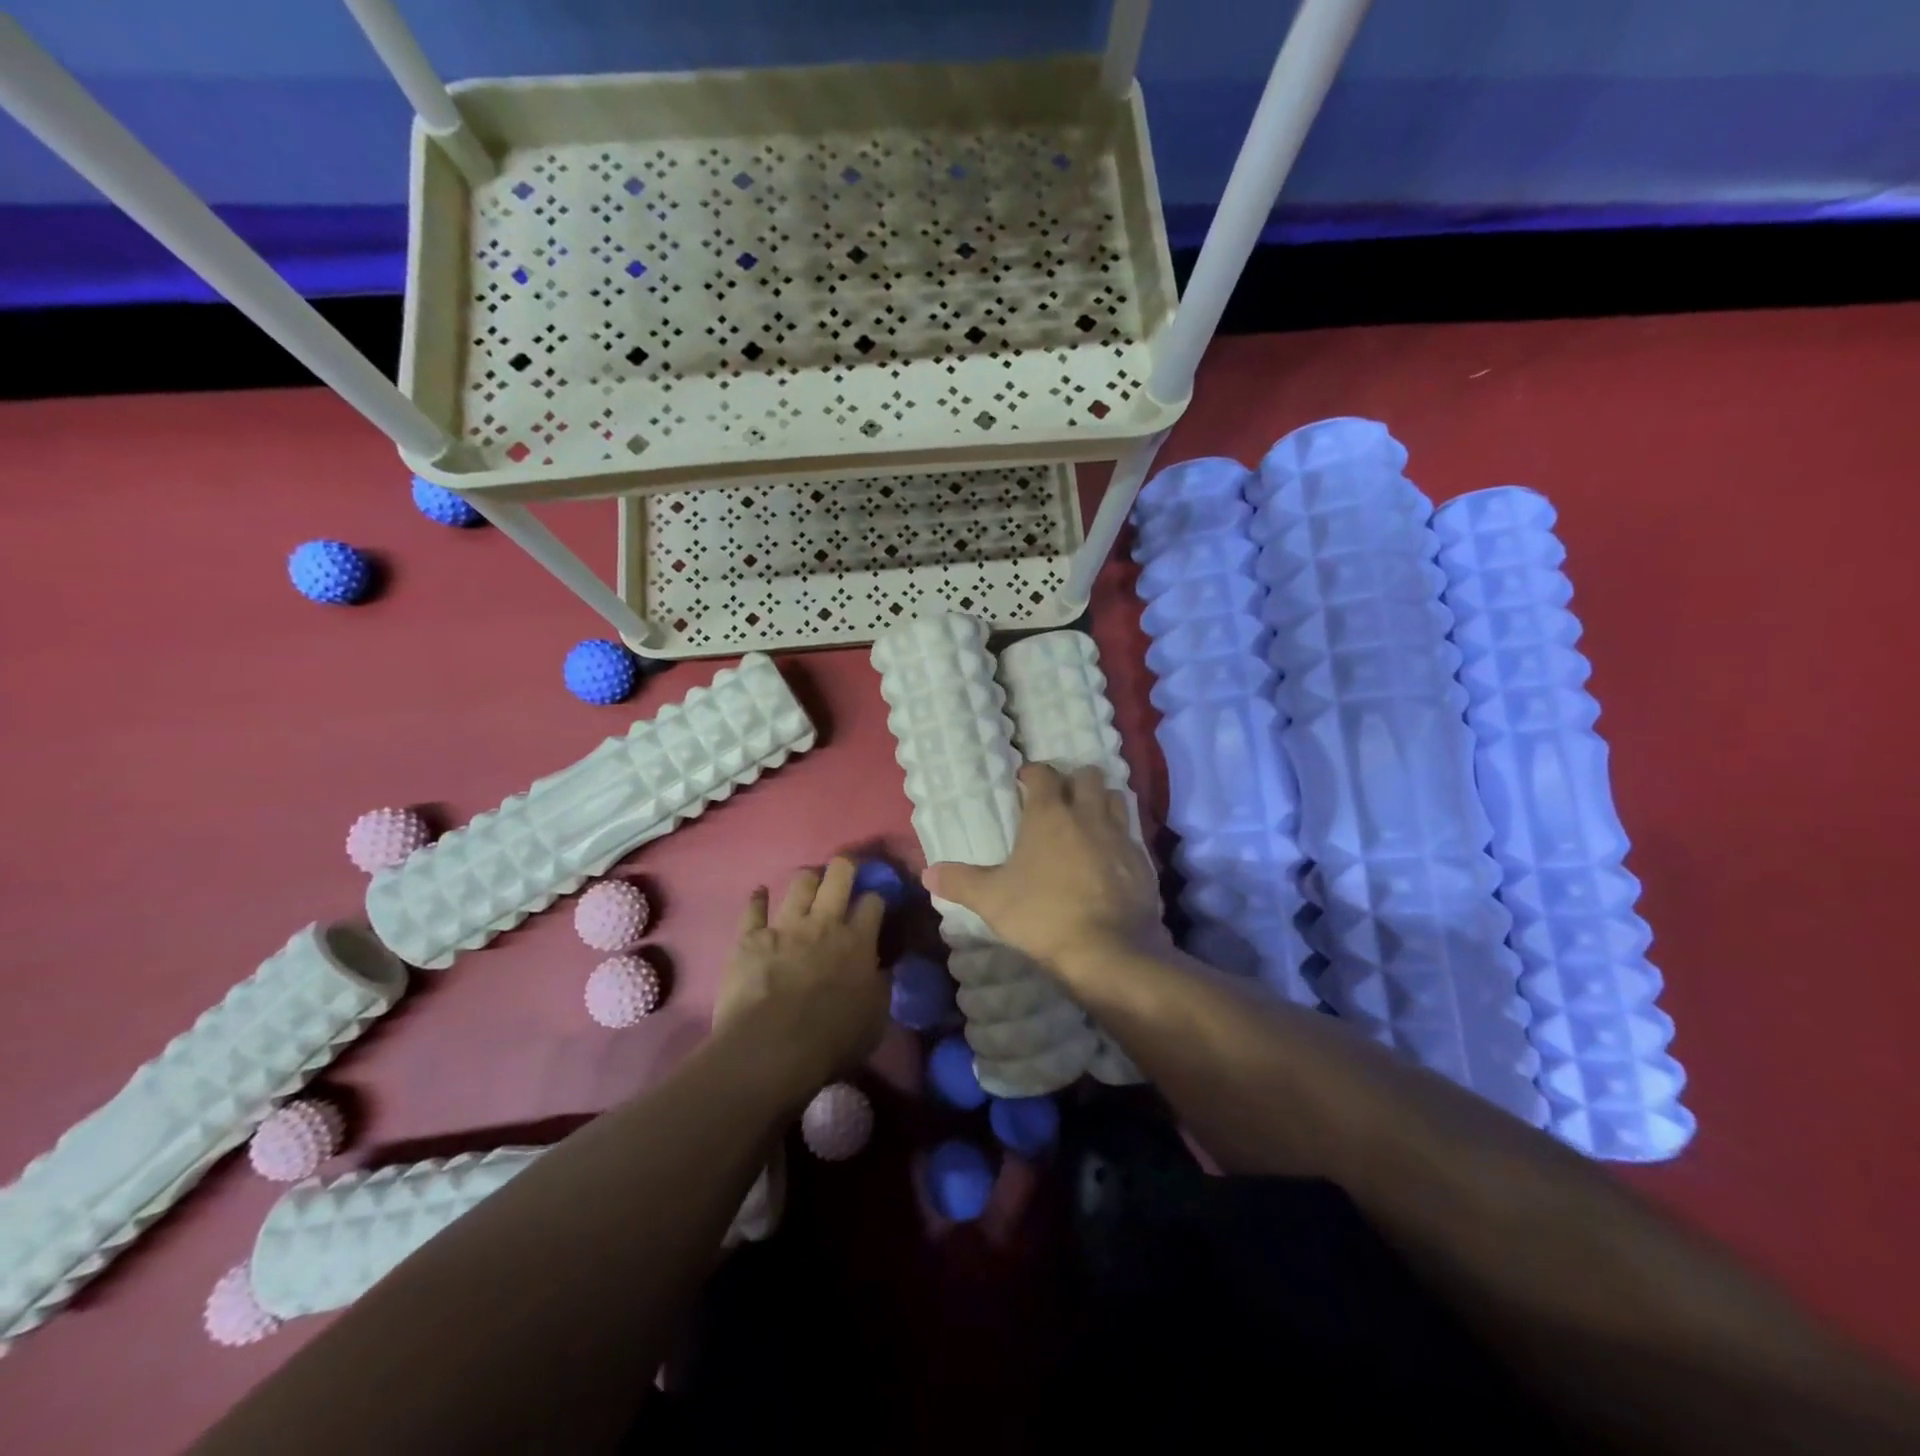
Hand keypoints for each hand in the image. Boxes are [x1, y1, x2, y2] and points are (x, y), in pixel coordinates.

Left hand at [713, 857, 888, 1088]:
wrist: (771, 1048)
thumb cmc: (831, 1040)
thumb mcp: (875, 1020)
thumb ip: (880, 988)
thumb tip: (882, 971)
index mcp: (858, 942)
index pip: (874, 901)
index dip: (876, 898)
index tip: (874, 904)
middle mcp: (824, 923)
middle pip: (839, 875)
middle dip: (845, 867)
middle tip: (845, 871)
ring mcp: (785, 926)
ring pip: (800, 882)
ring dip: (807, 879)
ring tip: (808, 883)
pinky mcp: (750, 937)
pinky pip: (753, 908)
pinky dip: (757, 898)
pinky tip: (759, 893)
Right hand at [922, 764, 1168, 985]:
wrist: (1109, 950)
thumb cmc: (1043, 915)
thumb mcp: (992, 900)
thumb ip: (960, 882)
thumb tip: (928, 873)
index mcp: (1050, 814)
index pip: (1044, 774)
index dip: (1033, 773)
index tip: (1024, 783)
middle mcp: (1088, 815)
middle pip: (1088, 776)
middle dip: (1074, 780)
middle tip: (1060, 800)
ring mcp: (1120, 836)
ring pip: (1117, 799)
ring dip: (1102, 802)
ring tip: (1088, 821)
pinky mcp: (1143, 861)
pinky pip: (1132, 835)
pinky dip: (1120, 837)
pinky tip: (1109, 857)